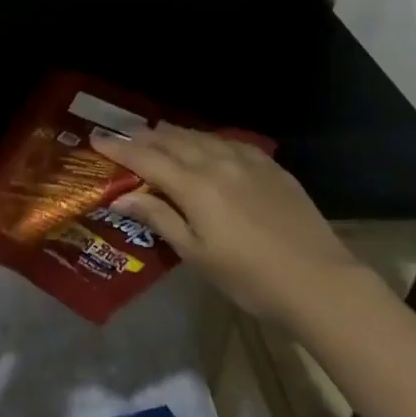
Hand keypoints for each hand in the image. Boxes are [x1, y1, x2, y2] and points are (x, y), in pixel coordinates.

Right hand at [92, 125, 364, 323]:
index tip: (96, 138)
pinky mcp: (270, 166)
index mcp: (194, 185)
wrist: (320, 281)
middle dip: (143, 136)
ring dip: (174, 134)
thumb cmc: (249, 277)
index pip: (146, 158)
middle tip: (123, 137)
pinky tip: (206, 145)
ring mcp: (246, 160)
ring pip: (200, 136)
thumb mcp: (196, 254)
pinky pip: (228, 142)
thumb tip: (122, 196)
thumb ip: (159, 218)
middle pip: (172, 139)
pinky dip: (206, 140)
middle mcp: (216, 162)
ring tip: (158, 135)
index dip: (119, 148)